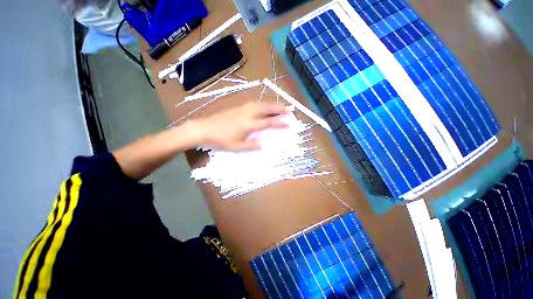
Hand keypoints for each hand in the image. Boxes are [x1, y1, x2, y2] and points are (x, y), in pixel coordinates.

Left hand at [188, 103, 289, 150]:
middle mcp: (248, 114)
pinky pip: (254, 104)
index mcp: (249, 125)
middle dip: (279, 108)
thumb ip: (251, 146)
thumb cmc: (220, 140)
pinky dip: (263, 104)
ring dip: (272, 104)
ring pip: (261, 104)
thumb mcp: (236, 146)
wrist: (203, 129)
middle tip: (290, 109)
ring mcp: (242, 109)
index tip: (289, 123)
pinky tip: (264, 106)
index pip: (268, 122)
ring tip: (280, 106)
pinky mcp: (238, 107)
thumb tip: (263, 146)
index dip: (280, 123)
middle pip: (267, 109)